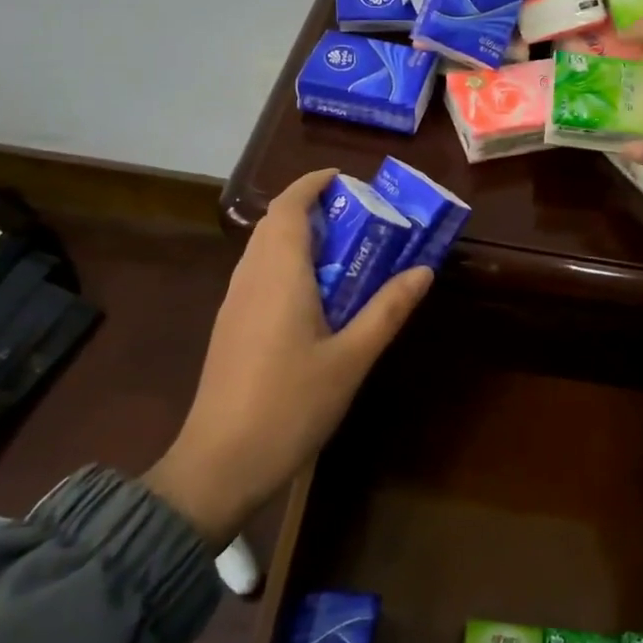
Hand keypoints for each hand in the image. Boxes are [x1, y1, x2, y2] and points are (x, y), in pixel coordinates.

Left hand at [144, 168, 432, 546]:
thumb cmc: (290, 405)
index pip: (289, 206)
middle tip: (360, 217)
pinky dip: (289, 264)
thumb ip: (387, 310)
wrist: (219, 463)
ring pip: (265, 249)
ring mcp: (235, 302)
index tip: (347, 179)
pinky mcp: (231, 326)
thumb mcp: (351, 358)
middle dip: (313, 208)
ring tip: (345, 251)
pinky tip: (316, 295)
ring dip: (300, 236)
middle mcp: (251, 277)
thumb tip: (423, 271)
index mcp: (279, 274)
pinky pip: (260, 274)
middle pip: (275, 223)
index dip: (314, 183)